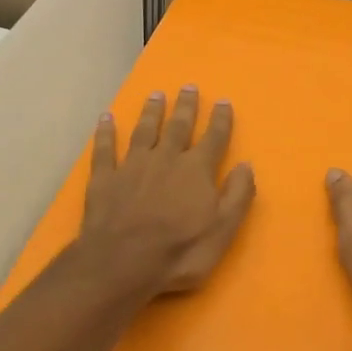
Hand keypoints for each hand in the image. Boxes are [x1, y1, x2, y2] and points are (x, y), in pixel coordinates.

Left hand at [80, 86, 255, 296]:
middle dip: (186, 106)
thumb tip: (246, 165)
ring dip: (151, 112)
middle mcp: (165, 158)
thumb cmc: (178, 252)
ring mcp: (132, 166)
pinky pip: (105, 149)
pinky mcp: (105, 178)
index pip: (214, 138)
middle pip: (178, 127)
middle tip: (188, 86)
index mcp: (196, 170)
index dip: (220, 120)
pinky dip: (105, 133)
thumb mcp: (222, 230)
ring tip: (156, 95)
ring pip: (144, 131)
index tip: (223, 101)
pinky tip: (105, 118)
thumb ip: (237, 195)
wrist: (121, 264)